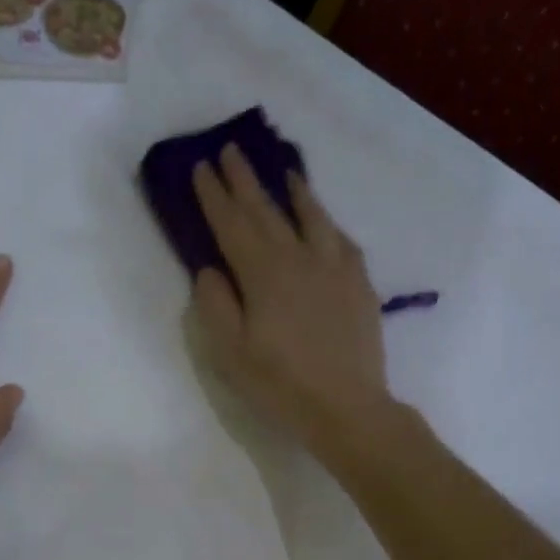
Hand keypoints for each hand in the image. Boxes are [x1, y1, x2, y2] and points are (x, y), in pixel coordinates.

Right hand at [190, 147, 392, 456]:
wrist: (347, 407)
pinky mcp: (359, 284)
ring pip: (311, 216)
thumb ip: (216, 305)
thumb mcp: (231, 353)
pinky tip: (324, 220)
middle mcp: (299, 258)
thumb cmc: (281, 385)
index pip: (231, 225)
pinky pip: (341, 239)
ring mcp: (335, 268)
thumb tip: (210, 270)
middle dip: (245, 180)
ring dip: (293, 191)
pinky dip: (327, 222)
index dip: (214, 195)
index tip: (200, 166)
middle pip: (267, 211)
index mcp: (263, 274)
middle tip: (231, 151)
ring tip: (284, 171)